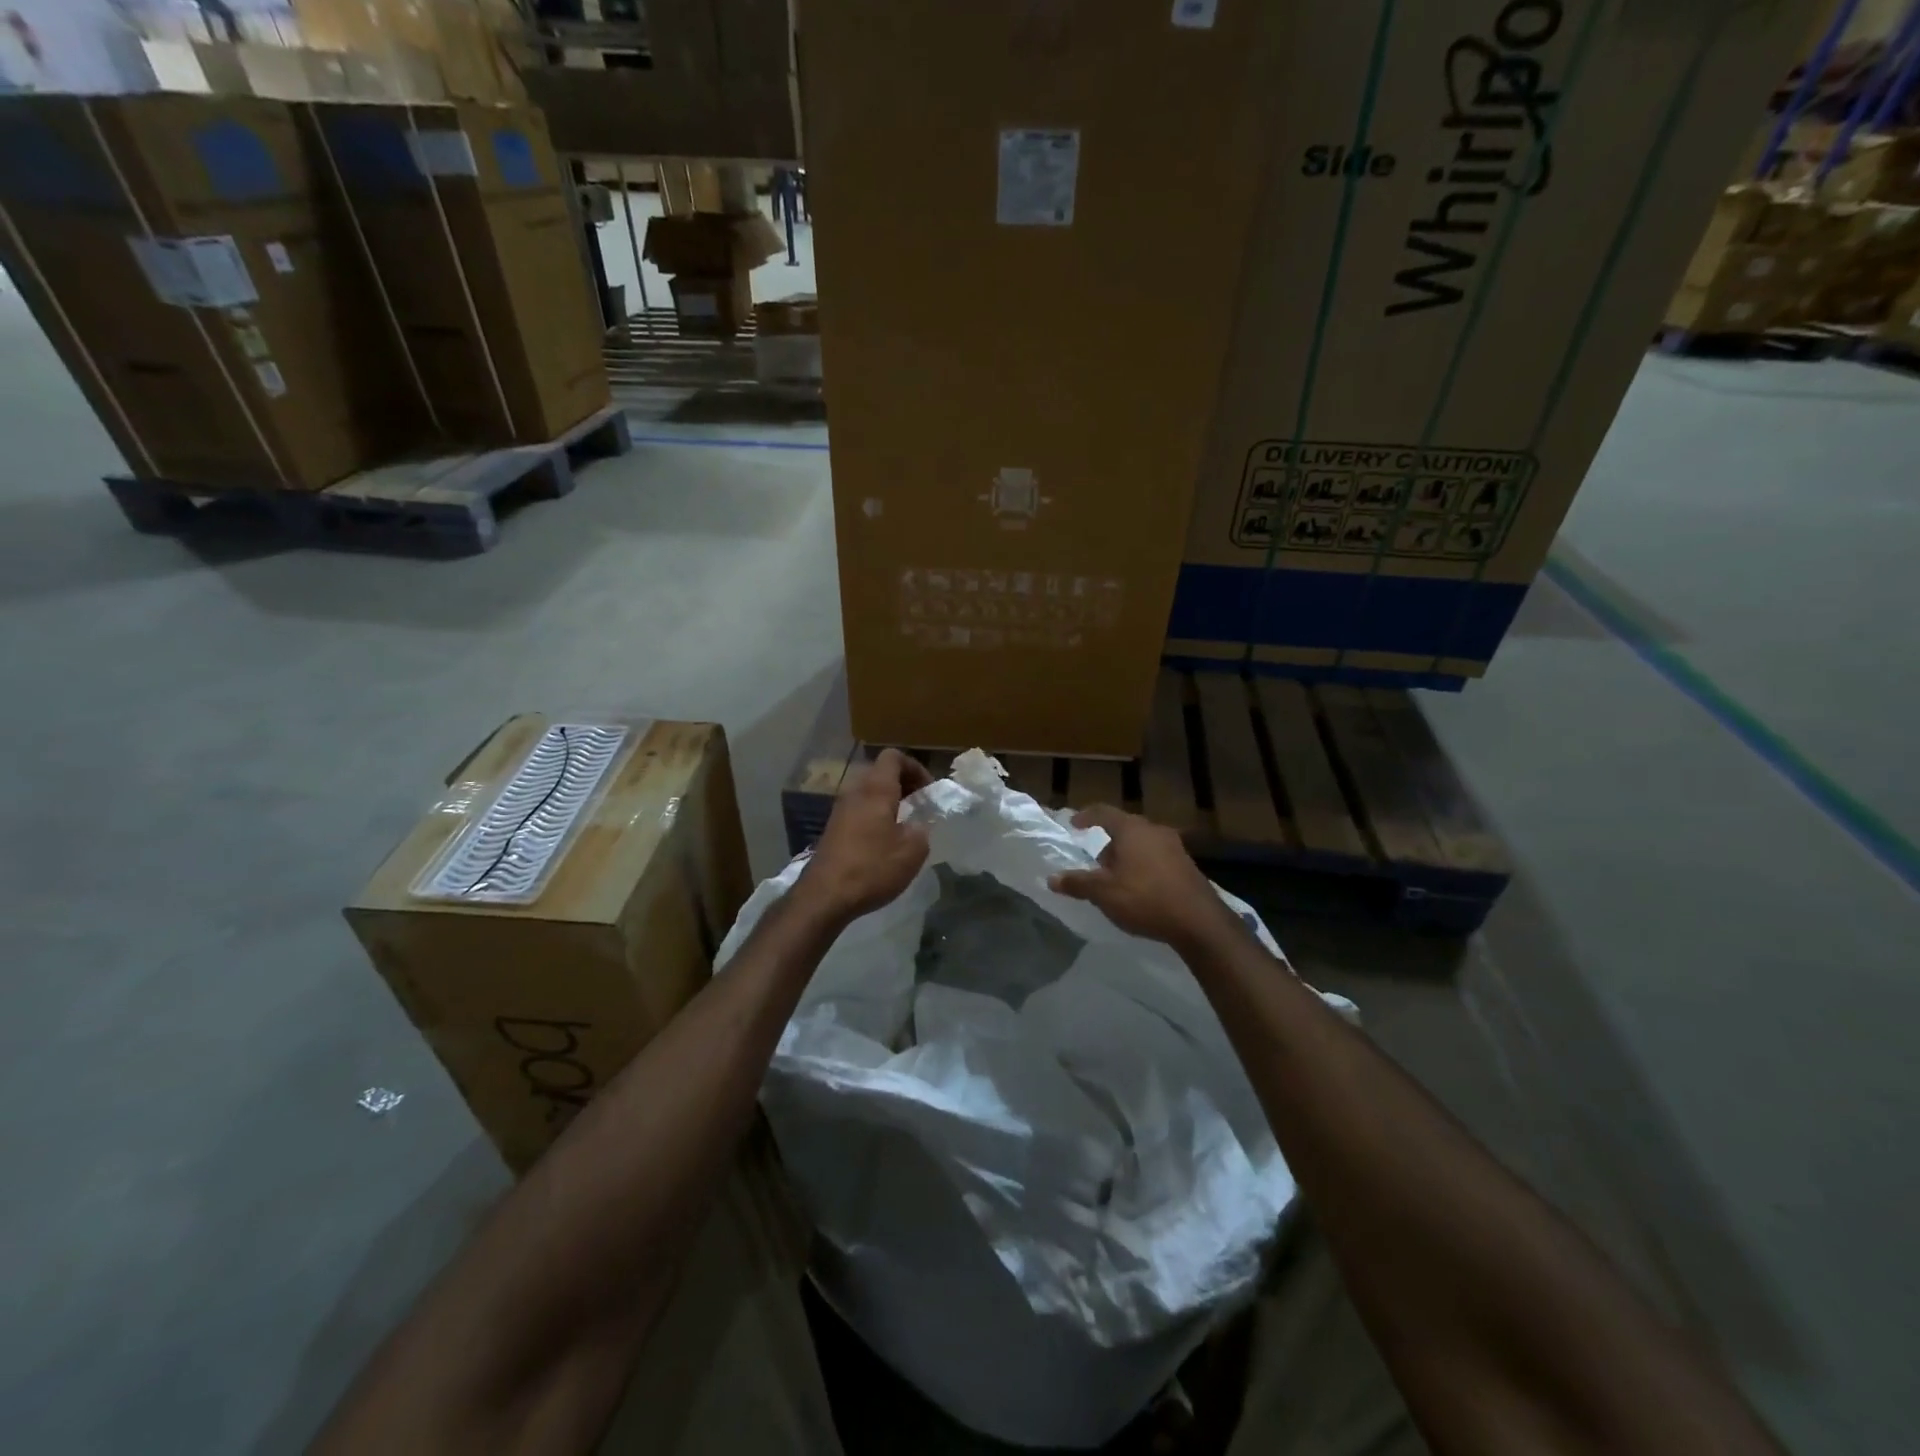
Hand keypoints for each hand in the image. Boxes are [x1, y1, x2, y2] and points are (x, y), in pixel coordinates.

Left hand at [795, 749, 933, 924]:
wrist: (825, 895)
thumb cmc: (872, 867)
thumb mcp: (912, 850)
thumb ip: (922, 830)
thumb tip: (918, 825)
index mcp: (876, 789)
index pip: (893, 756)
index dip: (915, 767)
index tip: (928, 791)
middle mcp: (855, 792)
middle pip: (879, 772)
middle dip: (902, 784)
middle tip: (919, 806)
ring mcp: (840, 810)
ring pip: (868, 792)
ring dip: (888, 802)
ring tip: (904, 826)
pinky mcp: (833, 829)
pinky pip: (858, 810)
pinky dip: (874, 816)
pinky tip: (883, 842)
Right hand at [1048, 805, 1242, 949]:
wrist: (1200, 922)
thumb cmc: (1145, 898)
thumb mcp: (1103, 893)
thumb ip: (1077, 883)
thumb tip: (1052, 878)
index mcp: (1132, 829)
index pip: (1103, 812)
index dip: (1085, 816)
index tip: (1074, 824)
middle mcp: (1154, 830)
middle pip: (1124, 829)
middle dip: (1107, 844)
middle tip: (1095, 866)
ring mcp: (1175, 847)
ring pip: (1141, 844)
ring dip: (1126, 857)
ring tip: (1116, 881)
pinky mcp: (1187, 865)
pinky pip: (1156, 858)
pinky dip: (1143, 867)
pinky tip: (1140, 890)